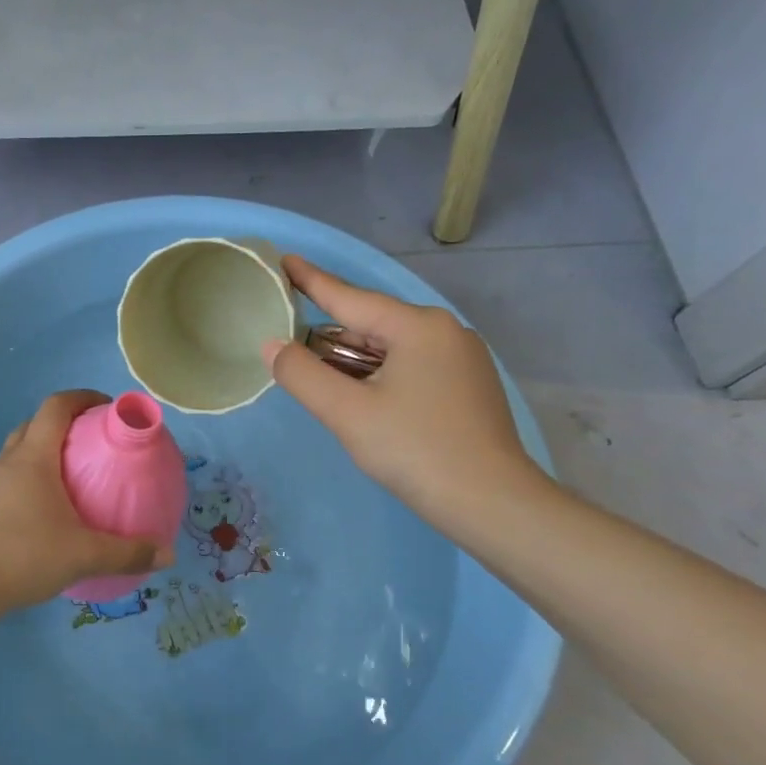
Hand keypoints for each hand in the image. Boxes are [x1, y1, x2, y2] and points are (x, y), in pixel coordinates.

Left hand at [0, 390, 173, 619]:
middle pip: (35, 424)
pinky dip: (30, 479)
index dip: (82, 397)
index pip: (56, 406)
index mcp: (34, 457)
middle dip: (64, 424)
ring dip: (44, 452)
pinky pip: (9, 478)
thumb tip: (167, 555)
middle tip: (92, 444)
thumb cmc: (22, 555)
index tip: (106, 407)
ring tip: (72, 478)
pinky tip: (45, 511)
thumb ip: (127, 554)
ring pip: (18, 451)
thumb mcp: (83, 555)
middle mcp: (8, 461)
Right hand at [264, 255, 549, 529]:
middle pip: (370, 325)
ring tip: (322, 381)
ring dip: (354, 362)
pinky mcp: (468, 387)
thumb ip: (301, 374)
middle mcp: (444, 331)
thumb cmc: (416, 450)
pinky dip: (379, 376)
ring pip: (390, 349)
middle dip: (331, 337)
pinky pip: (410, 367)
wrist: (493, 505)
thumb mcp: (347, 412)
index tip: (283, 260)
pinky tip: (365, 400)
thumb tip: (272, 345)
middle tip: (292, 348)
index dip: (311, 280)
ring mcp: (462, 359)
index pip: (350, 297)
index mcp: (417, 327)